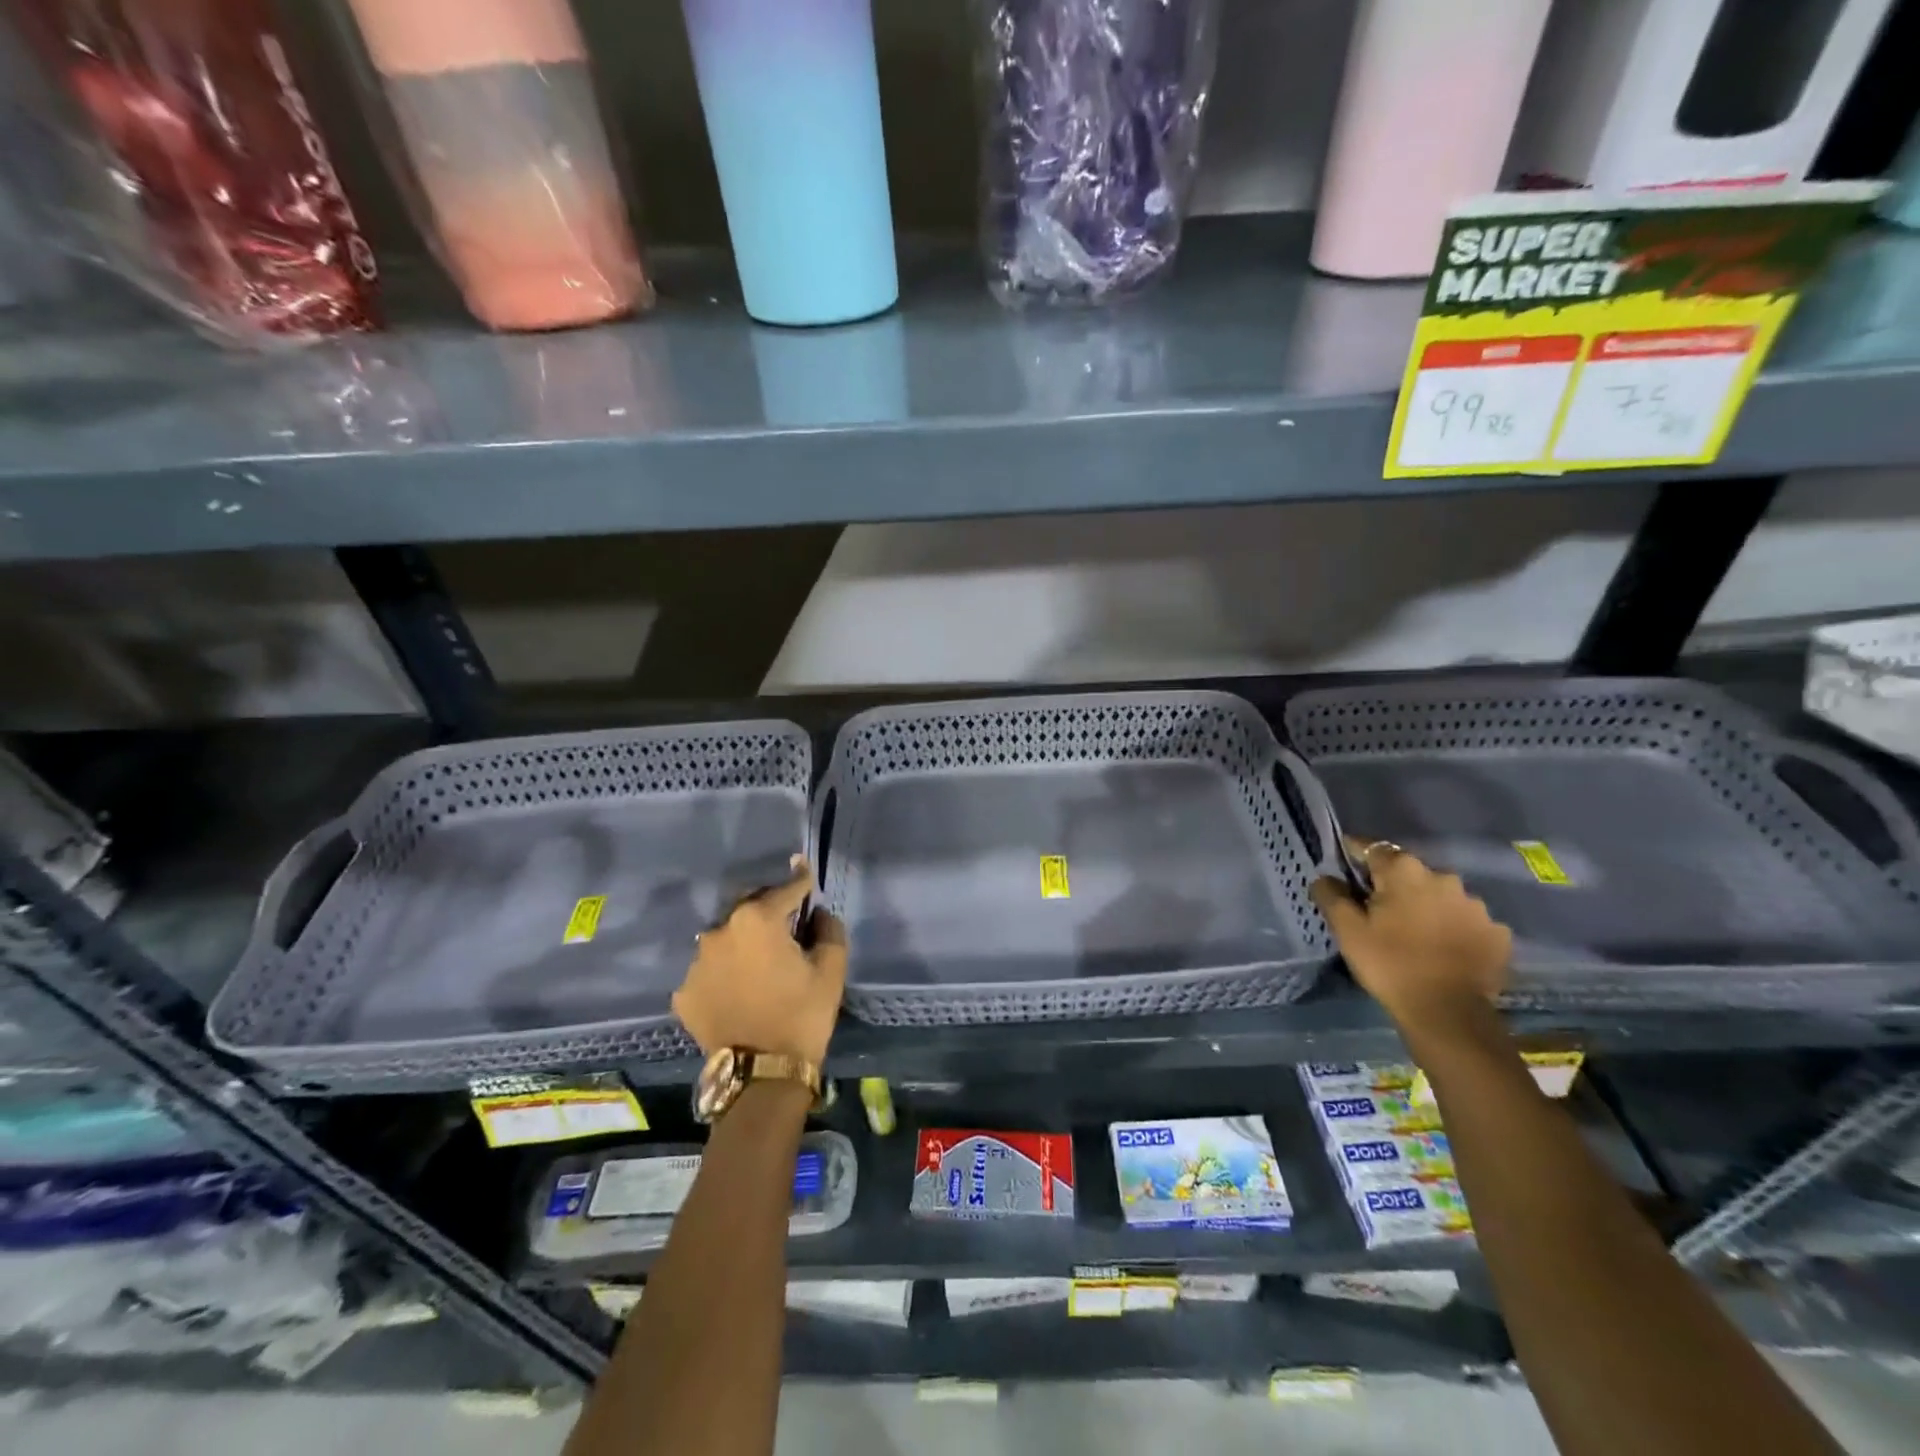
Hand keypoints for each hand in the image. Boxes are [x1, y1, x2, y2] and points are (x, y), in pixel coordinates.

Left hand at [672, 859, 847, 1066]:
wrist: (761, 1074)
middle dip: (767, 908)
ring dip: (742, 940)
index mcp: (757, 919)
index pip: (785, 889)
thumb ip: (828, 929)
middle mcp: (720, 930)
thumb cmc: (802, 1015)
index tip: (803, 868)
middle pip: (748, 906)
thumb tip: (817, 914)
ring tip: (757, 959)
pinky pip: (709, 969)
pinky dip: (724, 970)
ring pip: (725, 937)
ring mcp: (697, 962)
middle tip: (784, 921)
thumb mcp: (831, 969)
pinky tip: (737, 986)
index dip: (800, 880)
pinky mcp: (684, 991)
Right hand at [1310, 838, 1511, 1029]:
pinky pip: (1466, 921)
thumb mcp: (1347, 930)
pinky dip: (1453, 928)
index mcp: (1404, 872)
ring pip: (1440, 896)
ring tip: (1414, 932)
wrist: (1448, 1014)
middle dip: (1393, 884)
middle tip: (1378, 909)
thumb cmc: (1390, 964)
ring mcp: (1476, 906)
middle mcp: (1444, 878)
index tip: (1344, 865)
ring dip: (1426, 906)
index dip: (1355, 855)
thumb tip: (1324, 877)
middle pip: (1409, 872)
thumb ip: (1331, 896)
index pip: (1373, 849)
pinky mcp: (1497, 933)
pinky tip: (1443, 948)